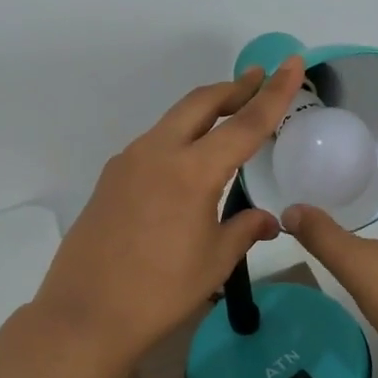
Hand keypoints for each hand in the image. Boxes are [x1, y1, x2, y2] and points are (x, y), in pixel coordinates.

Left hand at [34, 58, 304, 365]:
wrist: (85, 314)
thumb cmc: (160, 291)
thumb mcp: (214, 262)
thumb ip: (244, 230)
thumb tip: (268, 220)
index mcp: (192, 171)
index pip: (245, 123)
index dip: (274, 93)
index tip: (291, 63)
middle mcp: (158, 152)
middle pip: (201, 103)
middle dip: (234, 88)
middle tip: (258, 80)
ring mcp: (129, 161)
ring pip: (174, 119)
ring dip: (204, 111)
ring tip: (228, 116)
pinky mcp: (111, 177)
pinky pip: (153, 142)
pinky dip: (180, 135)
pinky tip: (188, 159)